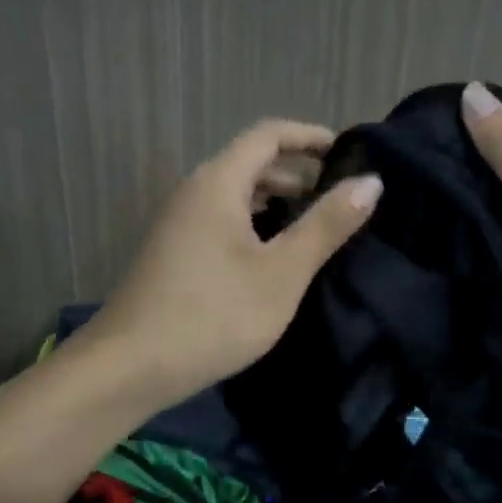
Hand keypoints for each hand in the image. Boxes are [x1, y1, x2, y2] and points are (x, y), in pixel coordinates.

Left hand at [87, 119, 380, 407]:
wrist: (129, 367)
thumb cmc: (213, 316)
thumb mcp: (281, 272)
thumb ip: (326, 225)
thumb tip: (371, 182)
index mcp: (218, 183)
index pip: (269, 135)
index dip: (311, 137)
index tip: (349, 156)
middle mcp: (194, 192)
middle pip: (251, 163)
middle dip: (298, 174)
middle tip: (341, 201)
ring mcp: (178, 224)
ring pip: (236, 196)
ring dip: (277, 203)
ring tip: (316, 230)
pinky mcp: (173, 253)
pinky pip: (221, 221)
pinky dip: (255, 226)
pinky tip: (274, 259)